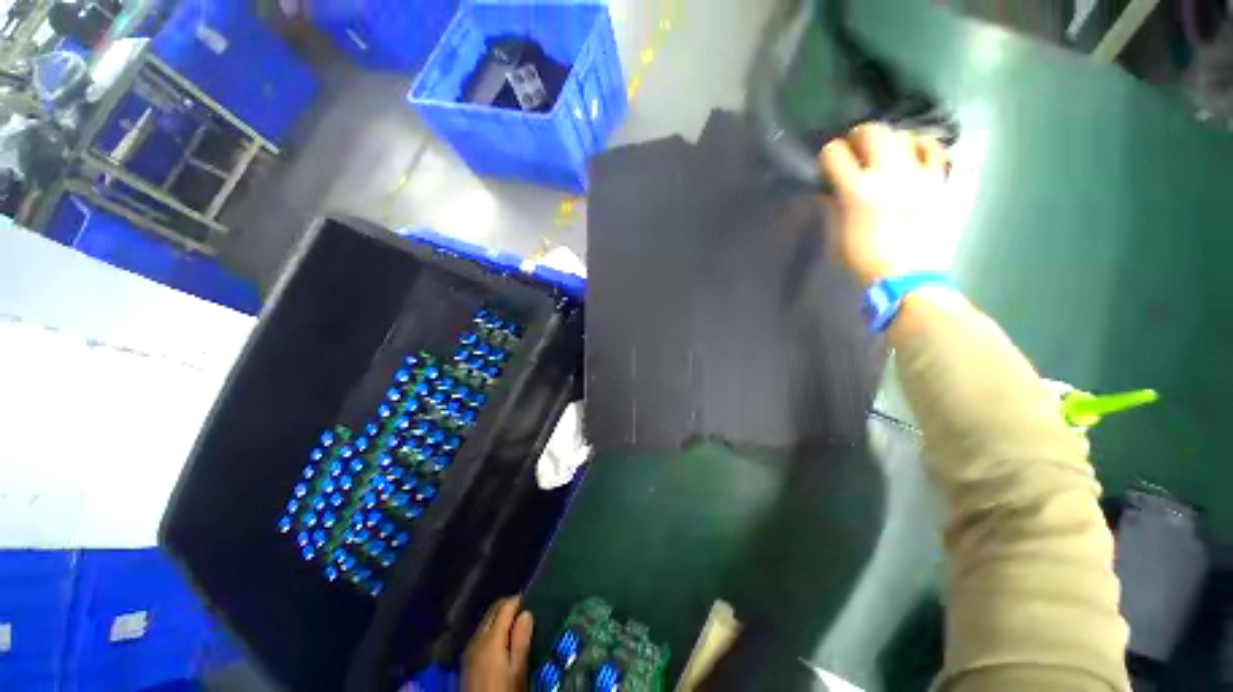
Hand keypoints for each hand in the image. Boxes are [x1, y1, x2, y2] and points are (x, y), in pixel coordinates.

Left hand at [462, 596, 533, 691]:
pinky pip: (481, 634)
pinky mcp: (466, 660)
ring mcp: (469, 649)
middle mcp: (477, 639)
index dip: (519, 600)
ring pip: (486, 621)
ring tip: (516, 626)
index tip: (531, 600)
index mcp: (491, 639)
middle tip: (525, 611)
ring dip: (500, 618)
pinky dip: (492, 630)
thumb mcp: (517, 670)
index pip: (505, 606)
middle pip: (493, 610)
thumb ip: (521, 640)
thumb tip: (526, 613)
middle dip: (508, 606)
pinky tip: (502, 642)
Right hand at [819, 123, 949, 287]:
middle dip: (858, 136)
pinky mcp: (939, 183)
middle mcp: (888, 175)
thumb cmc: (861, 262)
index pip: (834, 154)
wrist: (905, 278)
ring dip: (889, 140)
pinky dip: (922, 146)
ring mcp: (918, 176)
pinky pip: (935, 150)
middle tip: (854, 147)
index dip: (827, 156)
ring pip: (904, 135)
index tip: (826, 165)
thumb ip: (831, 207)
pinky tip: (914, 154)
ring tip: (884, 152)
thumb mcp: (835, 237)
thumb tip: (826, 190)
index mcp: (856, 192)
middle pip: (872, 132)